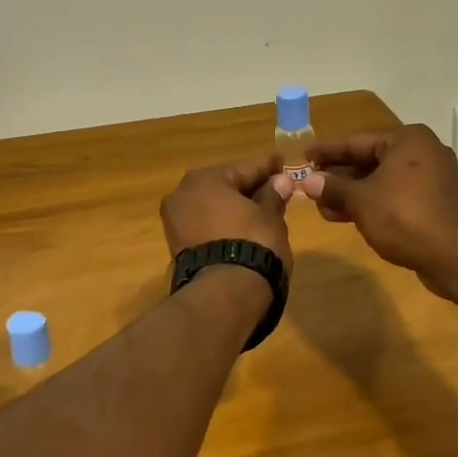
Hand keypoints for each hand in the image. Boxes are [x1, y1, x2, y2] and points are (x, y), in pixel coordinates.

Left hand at [161, 152, 292, 262]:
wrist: (224, 294)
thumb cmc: (252, 242)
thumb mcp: (269, 216)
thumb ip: (273, 195)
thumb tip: (281, 181)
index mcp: (204, 179)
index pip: (245, 167)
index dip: (267, 166)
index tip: (282, 162)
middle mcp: (183, 194)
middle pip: (225, 186)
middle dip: (249, 187)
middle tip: (275, 187)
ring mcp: (176, 222)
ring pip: (213, 207)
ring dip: (235, 207)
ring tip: (263, 210)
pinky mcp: (178, 247)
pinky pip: (207, 226)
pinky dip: (224, 224)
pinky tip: (244, 228)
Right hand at [303, 125, 457, 297]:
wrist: (455, 256)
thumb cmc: (405, 217)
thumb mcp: (362, 200)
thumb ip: (334, 187)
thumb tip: (309, 181)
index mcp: (407, 140)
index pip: (357, 141)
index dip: (327, 150)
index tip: (303, 155)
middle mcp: (422, 152)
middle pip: (369, 160)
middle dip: (338, 176)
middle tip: (310, 184)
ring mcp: (431, 178)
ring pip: (381, 180)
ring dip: (351, 193)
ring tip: (321, 207)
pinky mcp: (433, 202)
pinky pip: (395, 195)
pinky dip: (371, 203)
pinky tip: (345, 216)